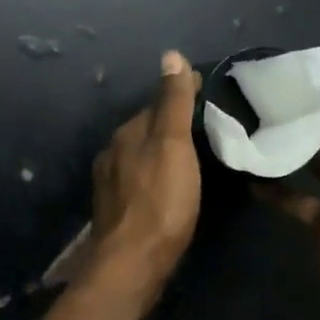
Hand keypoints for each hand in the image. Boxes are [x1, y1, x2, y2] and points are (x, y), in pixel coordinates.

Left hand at [84, 50, 201, 315]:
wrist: (132, 264)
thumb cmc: (160, 201)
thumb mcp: (172, 145)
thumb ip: (173, 103)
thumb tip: (170, 55)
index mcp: (127, 133)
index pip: (156, 103)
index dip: (181, 95)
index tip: (208, 91)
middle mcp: (113, 153)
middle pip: (147, 129)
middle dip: (171, 124)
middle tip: (207, 124)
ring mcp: (111, 184)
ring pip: (142, 156)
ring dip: (163, 151)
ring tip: (194, 154)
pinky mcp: (117, 211)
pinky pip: (141, 180)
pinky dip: (157, 175)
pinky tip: (172, 186)